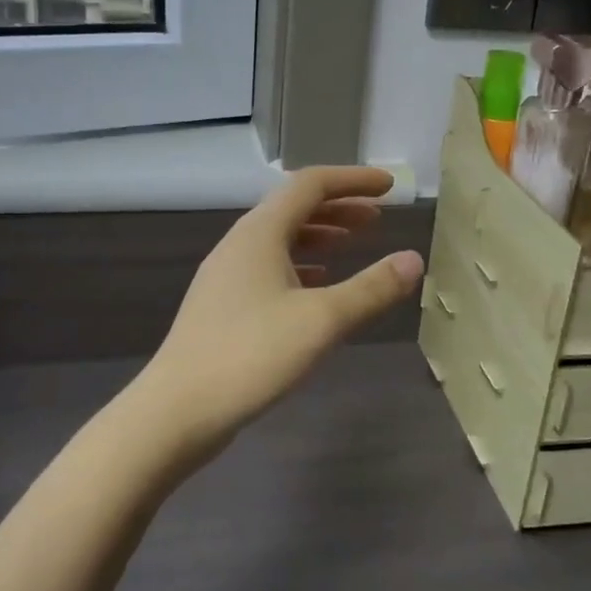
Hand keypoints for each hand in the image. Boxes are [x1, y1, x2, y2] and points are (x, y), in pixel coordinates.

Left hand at [133, 166, 424, 462]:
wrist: (176, 410)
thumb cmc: (250, 355)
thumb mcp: (322, 320)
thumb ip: (371, 288)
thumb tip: (414, 260)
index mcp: (260, 232)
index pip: (311, 184)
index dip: (353, 180)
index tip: (389, 186)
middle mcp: (240, 244)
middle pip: (293, 208)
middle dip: (339, 207)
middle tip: (378, 217)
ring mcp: (227, 276)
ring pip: (280, 239)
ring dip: (319, 235)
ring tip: (353, 244)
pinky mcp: (223, 306)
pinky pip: (269, 268)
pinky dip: (300, 265)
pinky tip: (317, 285)